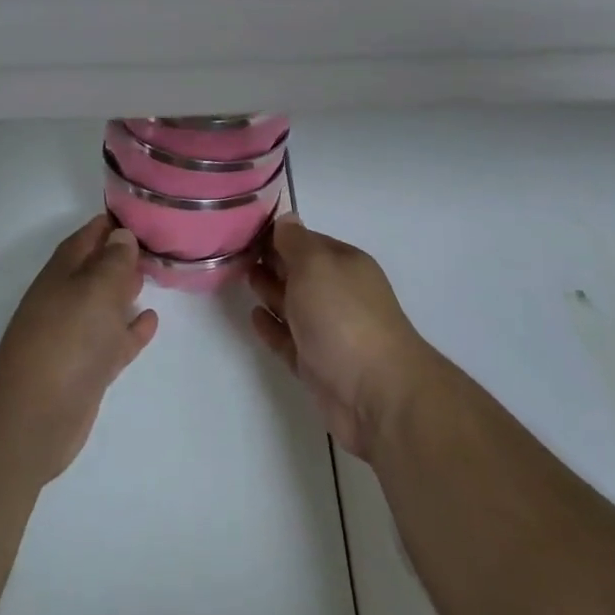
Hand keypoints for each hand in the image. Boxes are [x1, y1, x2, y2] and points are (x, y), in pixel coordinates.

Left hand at [0, 216, 158, 486]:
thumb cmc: (67, 338)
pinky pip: (115, 339)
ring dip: (126, 289)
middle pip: (97, 268)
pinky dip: (132, 329)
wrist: (34, 416)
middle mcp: (68, 298)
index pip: (89, 235)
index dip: (113, 223)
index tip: (142, 212)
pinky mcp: (88, 368)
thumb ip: (114, 260)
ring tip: (154, 273)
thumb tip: (121, 235)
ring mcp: (77, 335)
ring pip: (106, 303)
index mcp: (64, 271)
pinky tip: (151, 320)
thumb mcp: (96, 288)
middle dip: (122, 254)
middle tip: (155, 241)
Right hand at [249, 216, 433, 460]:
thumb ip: (295, 242)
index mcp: (345, 264)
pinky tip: (254, 317)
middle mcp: (338, 294)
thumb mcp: (316, 265)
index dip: (278, 235)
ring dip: (270, 291)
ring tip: (243, 278)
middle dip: (273, 261)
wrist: (377, 395)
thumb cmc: (344, 317)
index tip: (246, 230)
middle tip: (238, 252)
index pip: (307, 241)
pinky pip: (289, 340)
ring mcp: (329, 332)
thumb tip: (286, 219)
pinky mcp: (317, 366)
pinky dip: (272, 327)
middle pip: (300, 272)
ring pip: (294, 305)